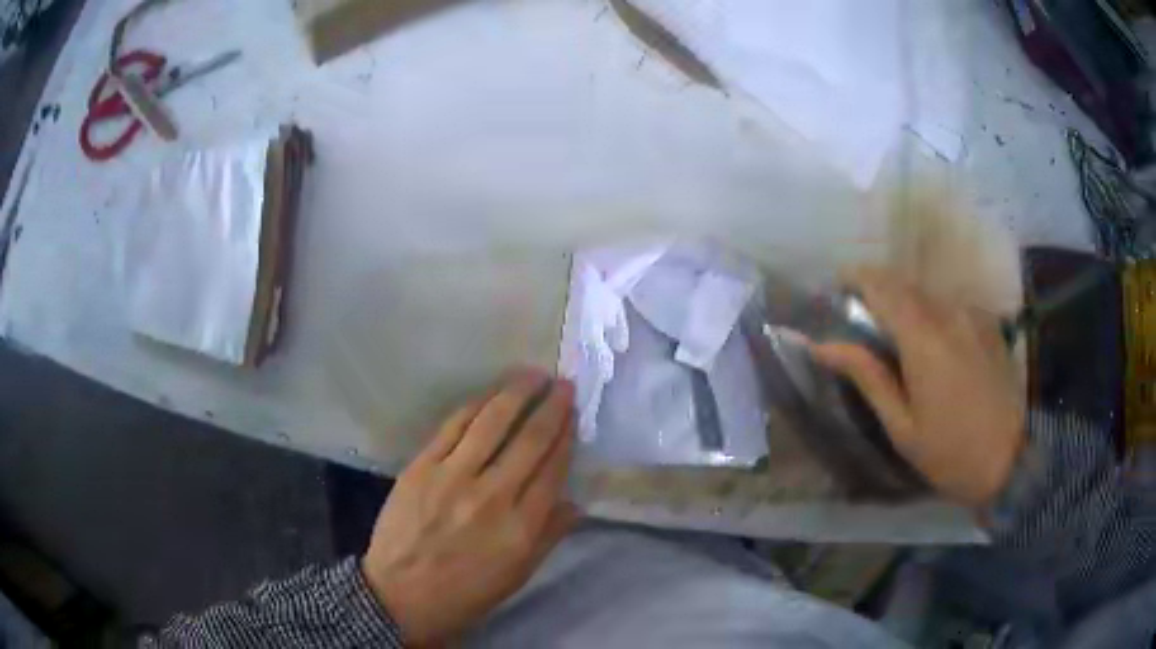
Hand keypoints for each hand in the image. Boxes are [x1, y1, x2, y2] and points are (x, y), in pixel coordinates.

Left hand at [361, 369, 578, 644]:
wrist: (400, 595)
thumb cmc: (465, 593)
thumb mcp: (518, 575)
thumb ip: (549, 535)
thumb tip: (575, 501)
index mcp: (521, 528)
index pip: (553, 469)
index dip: (567, 436)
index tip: (574, 414)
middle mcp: (492, 496)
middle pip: (530, 440)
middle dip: (551, 407)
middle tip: (564, 384)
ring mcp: (453, 478)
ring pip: (492, 423)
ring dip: (516, 393)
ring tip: (533, 374)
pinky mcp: (421, 467)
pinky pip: (453, 426)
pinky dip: (475, 404)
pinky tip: (490, 394)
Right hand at [810, 268, 1025, 508]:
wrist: (1008, 462)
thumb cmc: (948, 453)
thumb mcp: (901, 426)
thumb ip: (866, 376)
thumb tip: (822, 345)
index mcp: (923, 339)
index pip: (881, 285)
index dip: (854, 278)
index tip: (836, 290)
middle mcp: (949, 313)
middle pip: (903, 283)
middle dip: (878, 292)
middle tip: (864, 323)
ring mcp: (973, 315)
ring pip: (928, 293)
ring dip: (906, 304)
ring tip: (899, 340)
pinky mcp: (987, 323)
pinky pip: (950, 305)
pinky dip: (933, 314)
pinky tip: (936, 348)